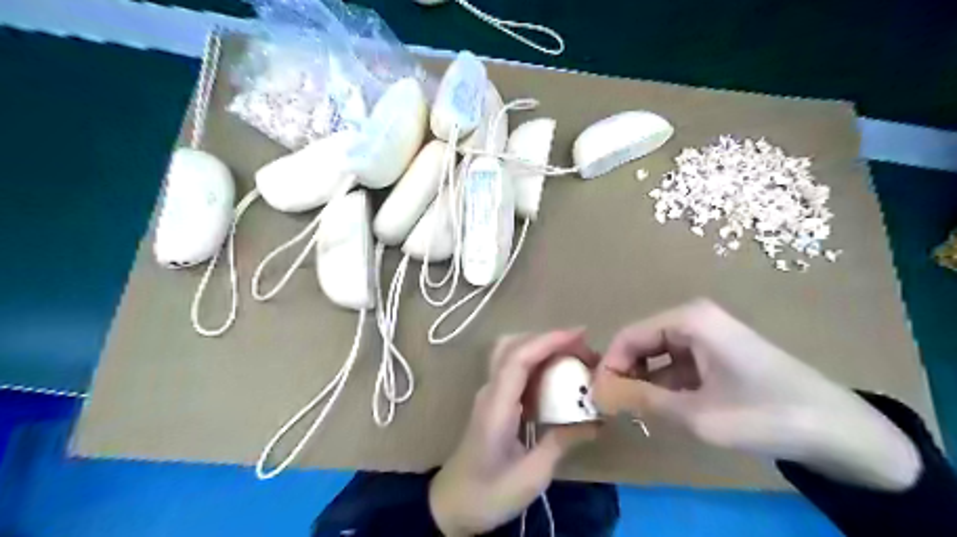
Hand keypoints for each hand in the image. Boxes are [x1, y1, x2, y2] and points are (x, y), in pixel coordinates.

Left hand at [432, 329, 595, 533]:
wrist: (451, 506)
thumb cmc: (488, 494)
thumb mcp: (531, 476)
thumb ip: (561, 442)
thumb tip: (595, 420)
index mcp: (496, 406)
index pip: (518, 357)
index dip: (549, 341)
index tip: (581, 335)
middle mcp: (490, 391)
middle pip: (513, 345)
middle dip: (548, 339)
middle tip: (582, 349)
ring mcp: (489, 394)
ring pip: (512, 353)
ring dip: (542, 348)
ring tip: (574, 358)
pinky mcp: (494, 401)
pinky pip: (515, 370)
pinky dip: (538, 363)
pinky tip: (558, 377)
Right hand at [592, 300, 919, 493]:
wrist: (840, 431)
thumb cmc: (765, 414)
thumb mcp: (695, 414)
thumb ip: (641, 400)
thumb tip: (598, 392)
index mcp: (688, 320)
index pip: (628, 336)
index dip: (608, 366)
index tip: (596, 398)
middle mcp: (694, 319)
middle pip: (641, 343)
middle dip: (624, 374)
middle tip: (613, 409)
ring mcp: (707, 336)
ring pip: (657, 355)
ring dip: (643, 382)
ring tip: (636, 413)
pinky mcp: (717, 354)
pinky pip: (676, 365)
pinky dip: (665, 386)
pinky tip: (665, 410)